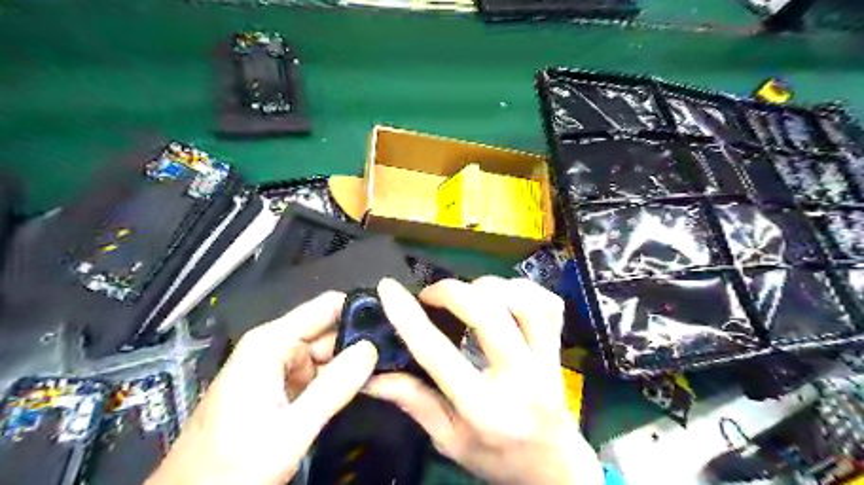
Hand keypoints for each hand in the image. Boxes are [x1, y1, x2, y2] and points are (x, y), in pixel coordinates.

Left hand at [145, 292, 377, 484]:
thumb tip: (370, 349)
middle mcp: (273, 347)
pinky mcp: (279, 386)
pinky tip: (357, 386)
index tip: (393, 318)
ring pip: (326, 353)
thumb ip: (333, 388)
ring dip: (350, 362)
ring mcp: (276, 367)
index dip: (359, 309)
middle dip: (359, 341)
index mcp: (270, 344)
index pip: (326, 307)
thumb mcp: (290, 431)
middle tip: (393, 352)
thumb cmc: (231, 468)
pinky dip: (336, 379)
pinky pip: (316, 373)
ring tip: (382, 369)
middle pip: (328, 330)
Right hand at [363, 277, 601, 483]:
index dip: (409, 317)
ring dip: (490, 288)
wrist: (554, 467)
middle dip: (452, 292)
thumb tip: (370, 376)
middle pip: (489, 316)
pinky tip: (503, 295)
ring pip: (526, 304)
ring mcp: (546, 360)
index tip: (388, 289)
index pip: (439, 355)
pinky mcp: (558, 347)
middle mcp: (519, 379)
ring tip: (469, 293)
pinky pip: (550, 304)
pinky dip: (524, 289)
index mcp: (484, 409)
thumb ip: (414, 403)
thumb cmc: (497, 457)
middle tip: (432, 294)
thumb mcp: (448, 440)